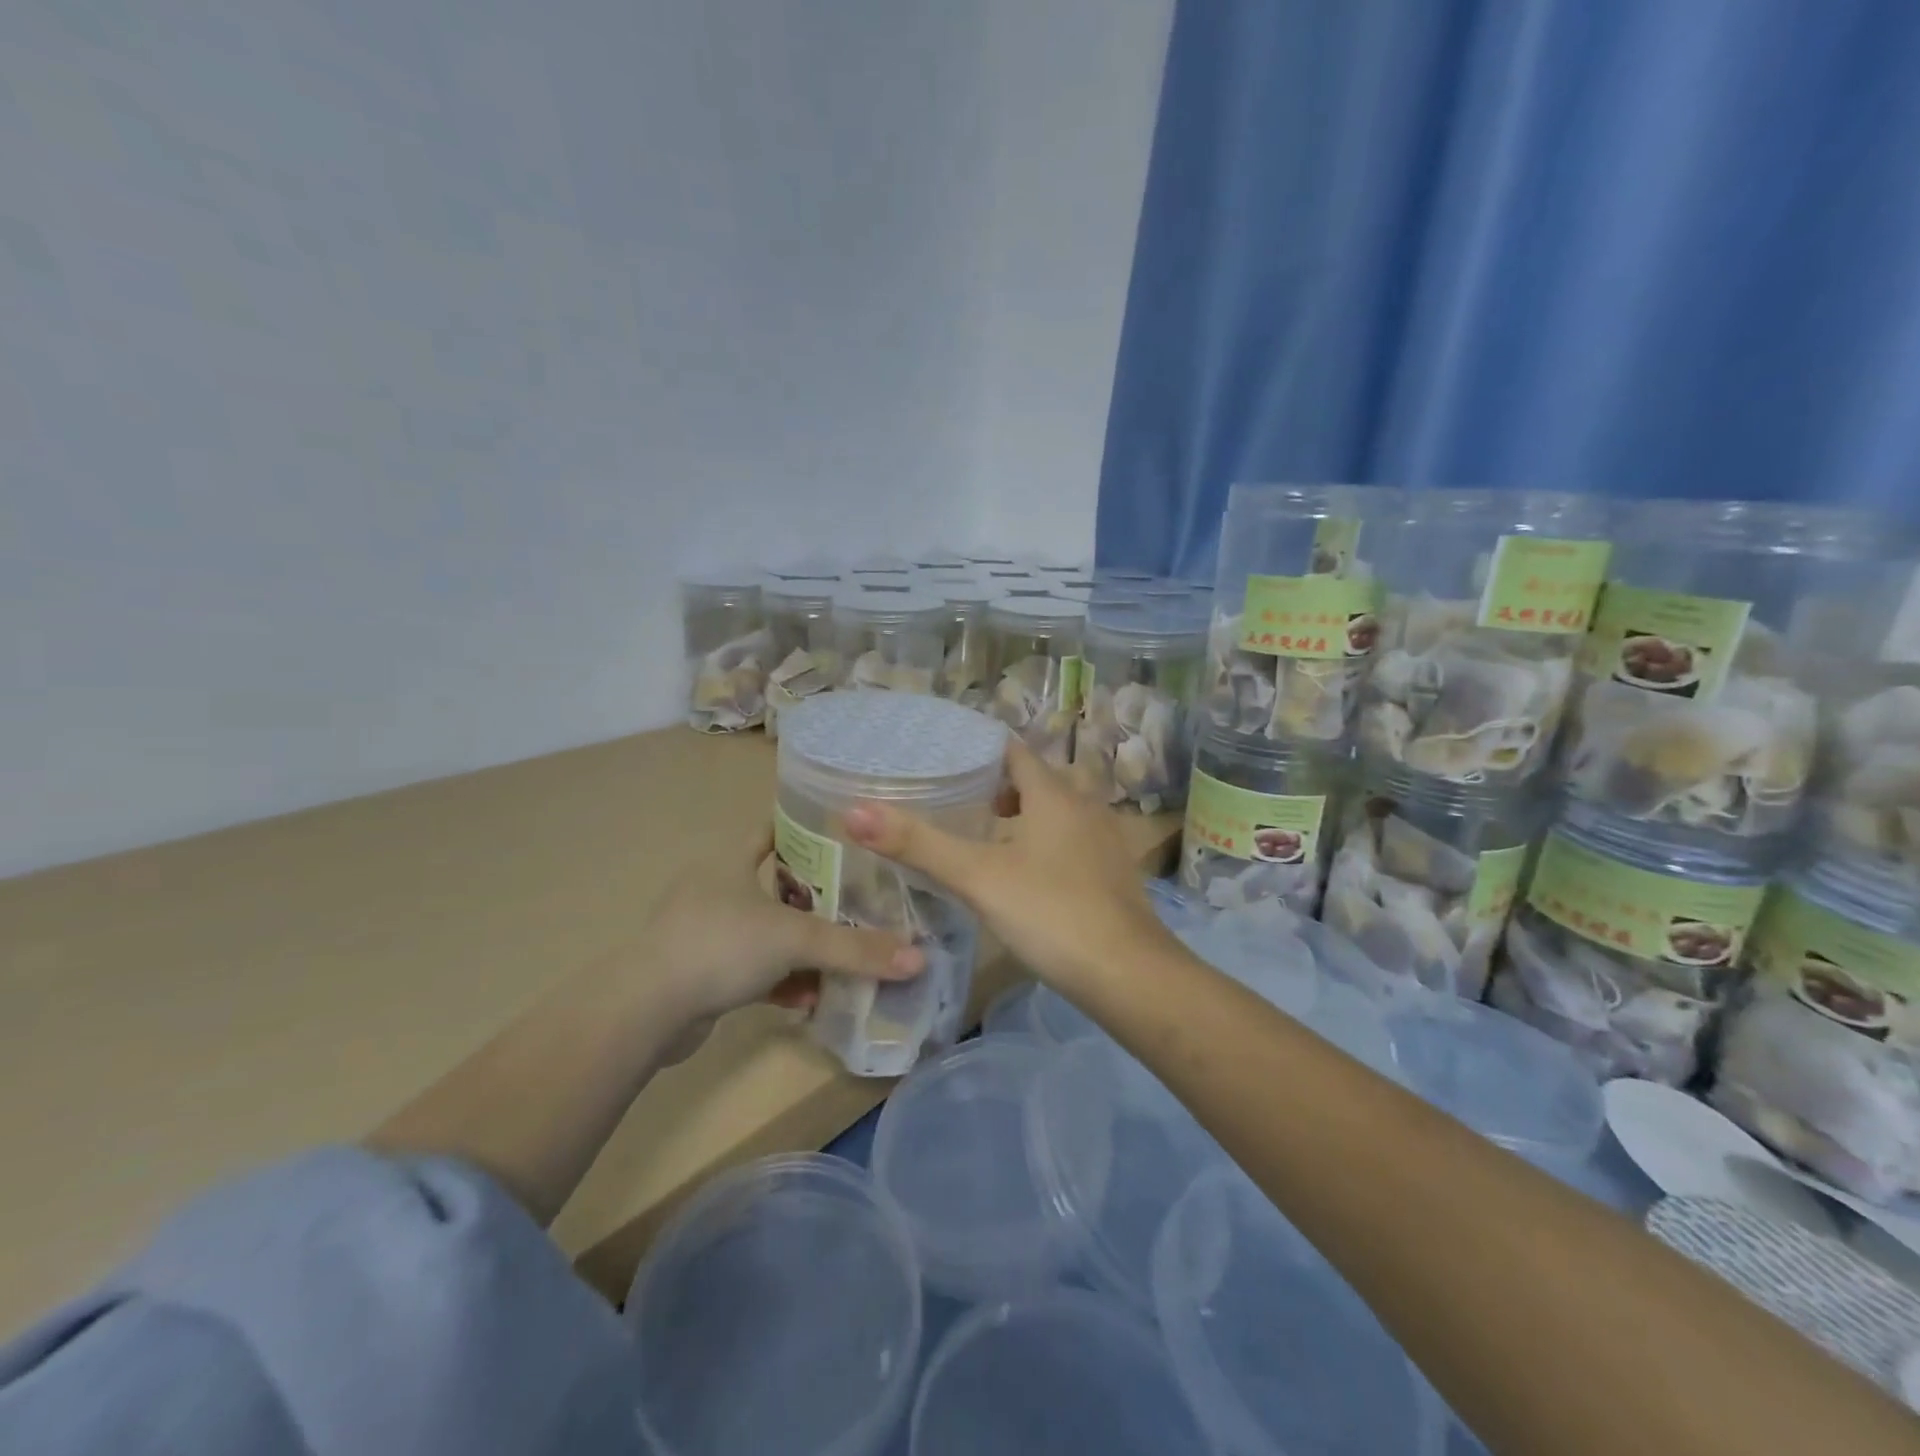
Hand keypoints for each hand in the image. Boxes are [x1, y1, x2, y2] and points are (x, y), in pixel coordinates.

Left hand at [643, 828, 923, 1035]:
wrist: (646, 1011)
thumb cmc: (721, 946)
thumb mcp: (795, 940)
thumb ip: (856, 949)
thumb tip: (918, 959)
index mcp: (729, 862)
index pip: (773, 831)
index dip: (807, 831)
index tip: (847, 838)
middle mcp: (715, 891)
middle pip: (776, 886)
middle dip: (816, 899)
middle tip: (860, 905)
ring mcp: (704, 933)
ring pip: (766, 933)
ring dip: (801, 948)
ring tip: (843, 959)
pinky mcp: (700, 974)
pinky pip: (752, 971)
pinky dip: (780, 982)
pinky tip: (809, 1000)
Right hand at [843, 738, 1176, 996]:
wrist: (1127, 974)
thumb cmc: (1050, 912)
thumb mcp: (977, 877)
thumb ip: (918, 844)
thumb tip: (854, 812)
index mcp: (1054, 794)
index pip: (1014, 752)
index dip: (979, 752)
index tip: (944, 760)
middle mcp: (1084, 807)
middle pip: (1036, 780)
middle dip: (998, 785)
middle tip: (956, 800)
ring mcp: (1104, 841)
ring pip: (1057, 812)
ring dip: (1023, 815)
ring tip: (984, 835)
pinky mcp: (1112, 874)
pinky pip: (1071, 841)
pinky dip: (1044, 843)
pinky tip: (1024, 875)